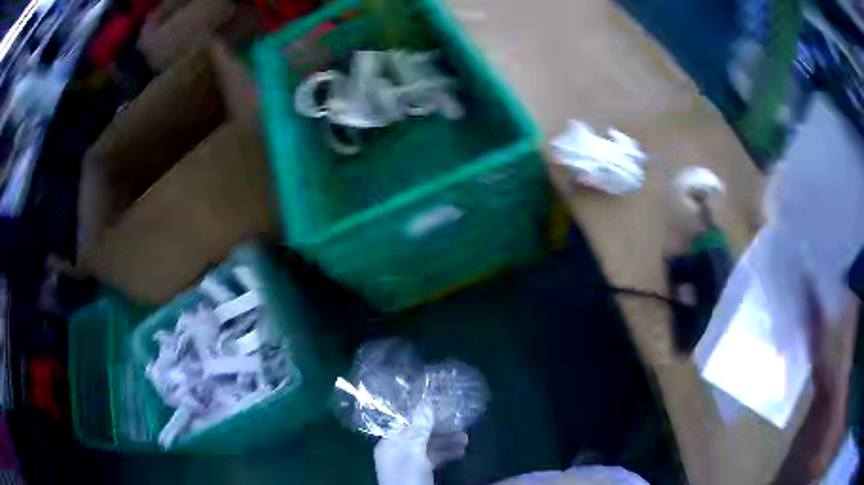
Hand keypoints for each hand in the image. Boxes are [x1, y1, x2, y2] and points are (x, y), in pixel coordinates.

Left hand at [373, 404, 467, 484]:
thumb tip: (425, 402)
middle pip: (420, 435)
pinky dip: (446, 455)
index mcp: (389, 444)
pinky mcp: (418, 474)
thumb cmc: (408, 478)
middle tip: (462, 426)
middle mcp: (396, 452)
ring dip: (447, 442)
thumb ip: (419, 429)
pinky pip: (433, 459)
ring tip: (467, 440)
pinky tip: (461, 454)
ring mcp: (408, 464)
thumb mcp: (414, 453)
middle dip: (441, 430)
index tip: (443, 406)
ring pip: (429, 447)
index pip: (406, 423)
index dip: (424, 415)